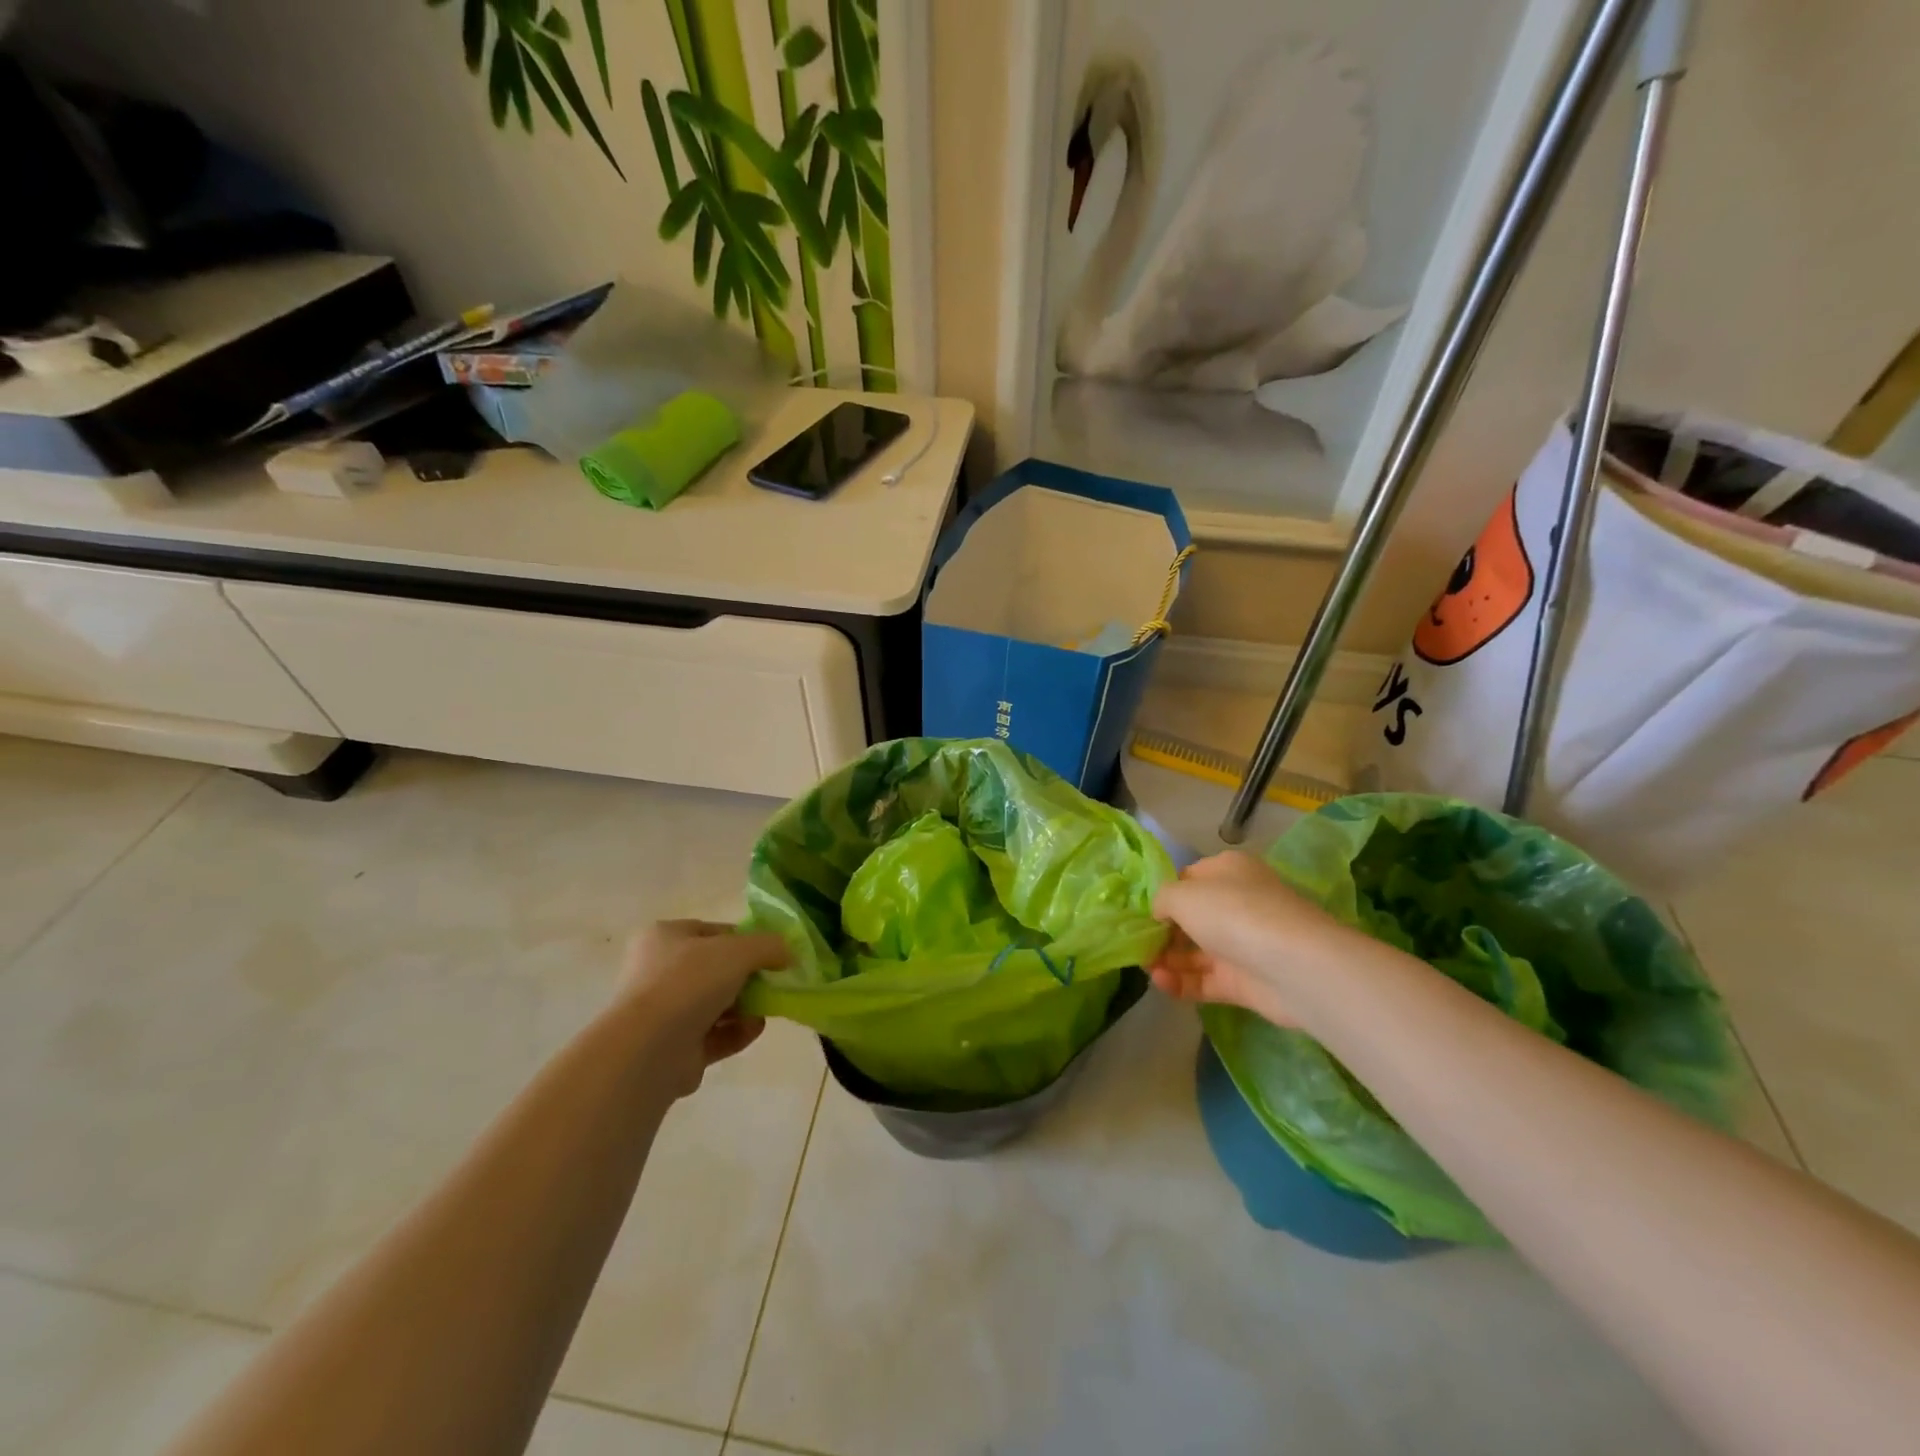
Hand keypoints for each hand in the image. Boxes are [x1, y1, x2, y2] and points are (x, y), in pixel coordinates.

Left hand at [618, 920, 789, 1096]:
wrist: (649, 1049)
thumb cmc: (689, 982)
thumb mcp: (739, 950)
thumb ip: (769, 946)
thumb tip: (789, 953)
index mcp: (664, 938)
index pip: (713, 932)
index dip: (746, 940)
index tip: (773, 953)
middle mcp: (658, 973)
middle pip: (715, 970)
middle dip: (747, 977)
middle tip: (774, 981)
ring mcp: (663, 1013)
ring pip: (714, 1004)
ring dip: (745, 1006)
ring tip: (770, 1007)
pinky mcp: (673, 1049)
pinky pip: (713, 1036)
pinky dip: (737, 1032)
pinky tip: (757, 1028)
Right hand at [1148, 852, 1353, 1026]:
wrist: (1293, 965)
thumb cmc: (1233, 913)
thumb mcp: (1183, 894)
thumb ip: (1161, 900)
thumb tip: (1160, 913)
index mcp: (1228, 871)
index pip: (1188, 879)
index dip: (1163, 894)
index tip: (1138, 912)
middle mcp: (1237, 904)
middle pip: (1191, 917)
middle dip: (1162, 931)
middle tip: (1136, 944)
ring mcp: (1242, 944)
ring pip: (1196, 951)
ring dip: (1167, 959)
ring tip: (1144, 967)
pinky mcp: (1244, 981)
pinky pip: (1205, 980)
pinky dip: (1181, 982)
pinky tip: (1160, 983)